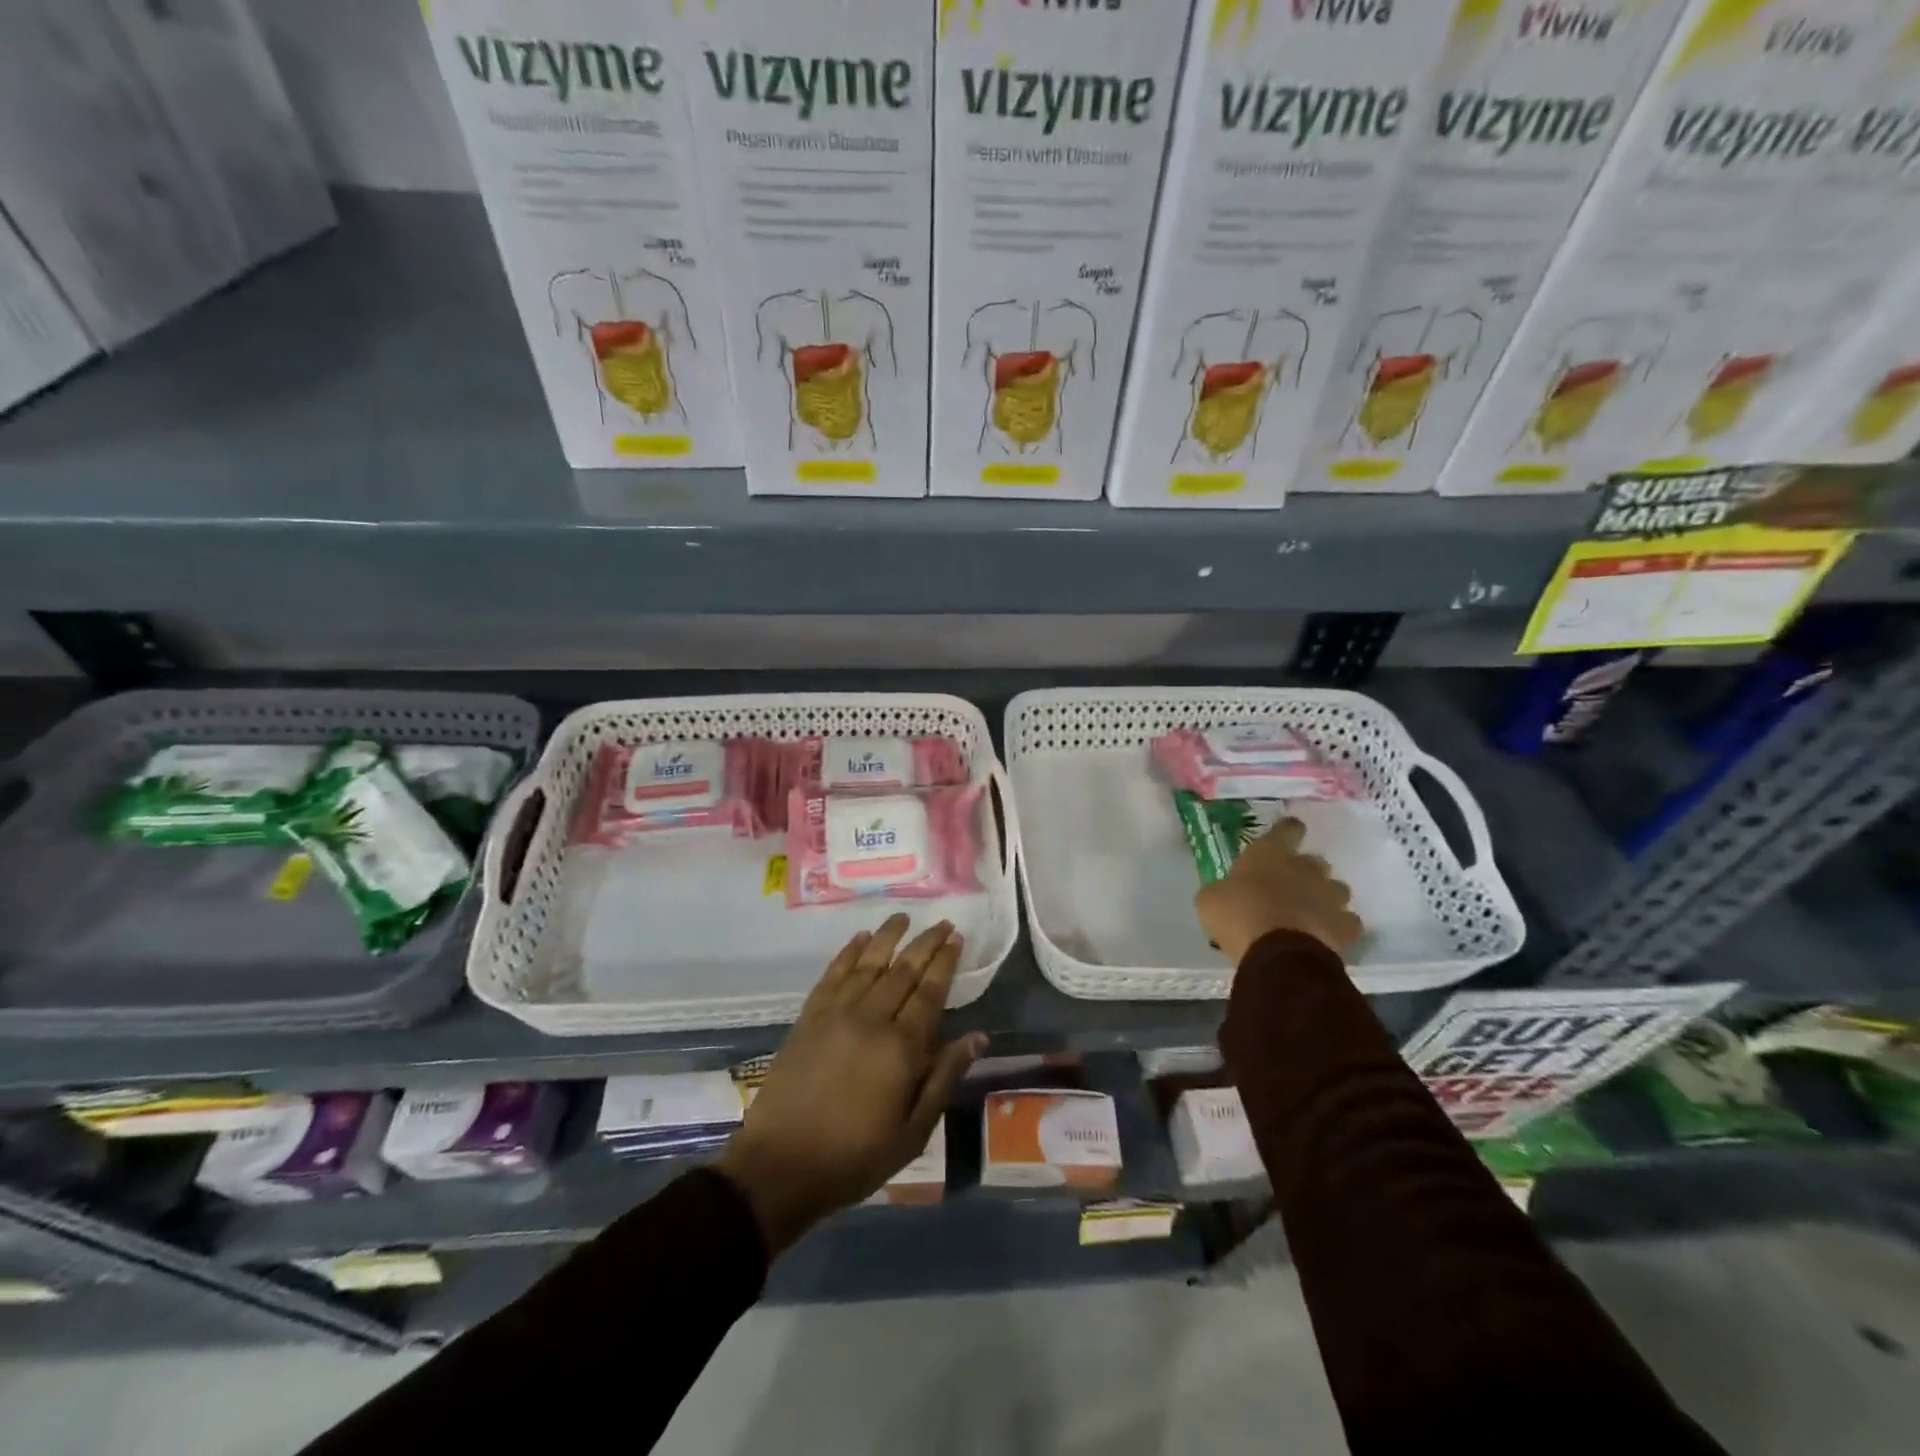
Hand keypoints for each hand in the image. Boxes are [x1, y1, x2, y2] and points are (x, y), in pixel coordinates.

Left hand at [716, 914, 985, 1254]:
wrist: (781, 1166)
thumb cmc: (856, 1156)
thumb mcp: (913, 1131)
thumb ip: (944, 1077)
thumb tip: (977, 1036)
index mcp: (901, 1047)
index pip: (930, 991)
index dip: (945, 962)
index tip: (956, 937)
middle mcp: (871, 1019)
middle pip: (903, 970)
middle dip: (925, 943)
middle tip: (942, 922)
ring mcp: (835, 1014)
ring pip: (868, 963)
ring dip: (887, 937)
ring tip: (903, 918)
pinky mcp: (808, 1018)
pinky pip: (832, 975)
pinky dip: (848, 953)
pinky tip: (859, 940)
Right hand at [1194, 817, 1363, 965]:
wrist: (1276, 953)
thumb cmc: (1237, 916)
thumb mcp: (1210, 899)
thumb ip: (1223, 890)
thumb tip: (1225, 893)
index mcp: (1269, 854)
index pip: (1287, 829)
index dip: (1287, 832)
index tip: (1285, 838)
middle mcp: (1305, 868)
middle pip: (1315, 861)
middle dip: (1305, 872)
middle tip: (1289, 888)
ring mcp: (1330, 896)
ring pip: (1336, 889)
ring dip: (1325, 897)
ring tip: (1311, 914)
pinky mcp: (1345, 926)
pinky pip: (1347, 921)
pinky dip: (1338, 927)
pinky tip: (1326, 936)